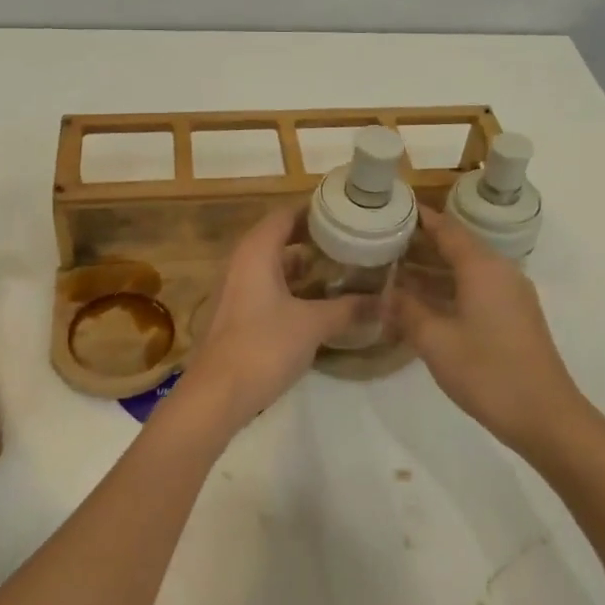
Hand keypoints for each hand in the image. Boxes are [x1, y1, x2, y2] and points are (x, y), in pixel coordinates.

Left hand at [176, 208, 362, 429]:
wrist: (218, 394)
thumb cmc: (264, 346)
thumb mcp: (313, 325)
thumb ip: (349, 309)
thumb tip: (386, 302)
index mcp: (257, 251)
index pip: (286, 214)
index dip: (316, 210)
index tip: (348, 213)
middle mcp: (243, 262)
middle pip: (281, 237)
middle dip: (315, 238)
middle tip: (352, 240)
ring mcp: (238, 288)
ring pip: (275, 264)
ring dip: (306, 265)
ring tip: (344, 267)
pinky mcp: (239, 313)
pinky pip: (270, 287)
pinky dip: (294, 287)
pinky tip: (321, 301)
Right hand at [397, 208, 588, 459]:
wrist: (546, 416)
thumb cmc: (487, 372)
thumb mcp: (435, 340)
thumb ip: (406, 311)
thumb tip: (385, 294)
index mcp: (482, 267)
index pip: (446, 228)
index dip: (418, 218)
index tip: (389, 211)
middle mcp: (499, 272)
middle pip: (457, 245)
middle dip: (420, 244)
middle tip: (381, 244)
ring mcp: (510, 295)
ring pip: (465, 269)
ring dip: (432, 269)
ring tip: (393, 271)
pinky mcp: (513, 316)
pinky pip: (475, 288)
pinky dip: (447, 288)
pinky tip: (421, 303)